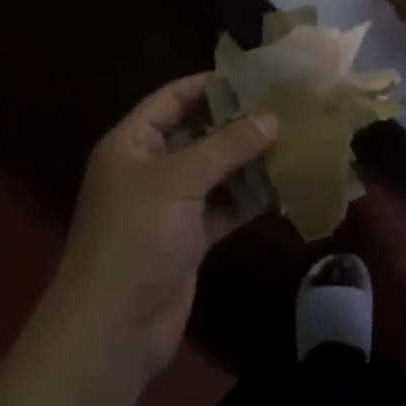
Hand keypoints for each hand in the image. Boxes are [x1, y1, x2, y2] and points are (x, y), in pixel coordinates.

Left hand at [51, 74, 277, 384]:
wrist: (113, 328)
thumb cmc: (136, 236)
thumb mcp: (180, 180)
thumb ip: (226, 146)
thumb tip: (272, 118)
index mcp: (131, 143)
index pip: (172, 99)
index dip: (209, 85)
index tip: (254, 76)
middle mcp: (149, 168)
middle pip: (196, 133)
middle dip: (236, 123)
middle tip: (283, 107)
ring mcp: (169, 205)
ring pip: (214, 171)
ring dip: (247, 161)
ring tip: (292, 140)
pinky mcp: (188, 237)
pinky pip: (222, 206)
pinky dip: (247, 197)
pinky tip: (282, 185)